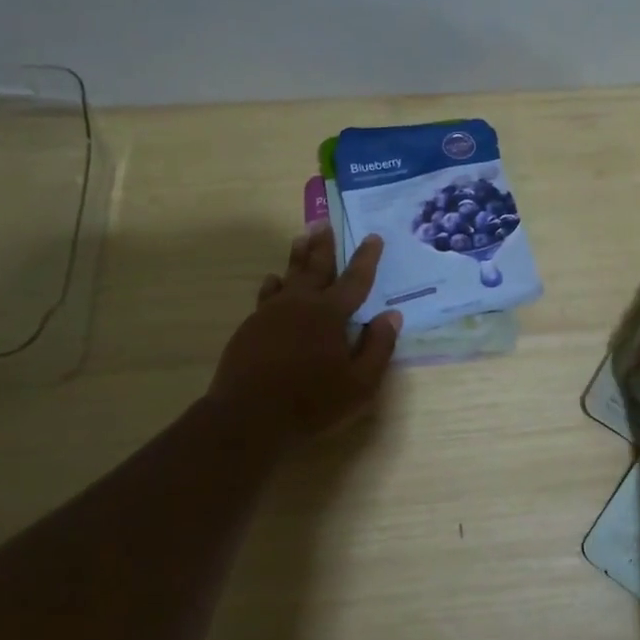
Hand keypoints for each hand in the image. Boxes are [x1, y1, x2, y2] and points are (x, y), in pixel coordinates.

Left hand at [207, 228, 402, 443]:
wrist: (249, 417)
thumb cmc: (312, 403)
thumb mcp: (360, 384)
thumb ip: (378, 348)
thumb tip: (391, 316)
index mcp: (330, 314)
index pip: (355, 280)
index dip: (366, 258)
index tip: (373, 237)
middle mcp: (300, 304)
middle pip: (316, 267)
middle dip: (324, 245)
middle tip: (325, 221)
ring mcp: (271, 313)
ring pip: (288, 276)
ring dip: (298, 256)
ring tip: (301, 237)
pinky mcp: (251, 327)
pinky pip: (267, 295)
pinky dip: (274, 284)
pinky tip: (273, 281)